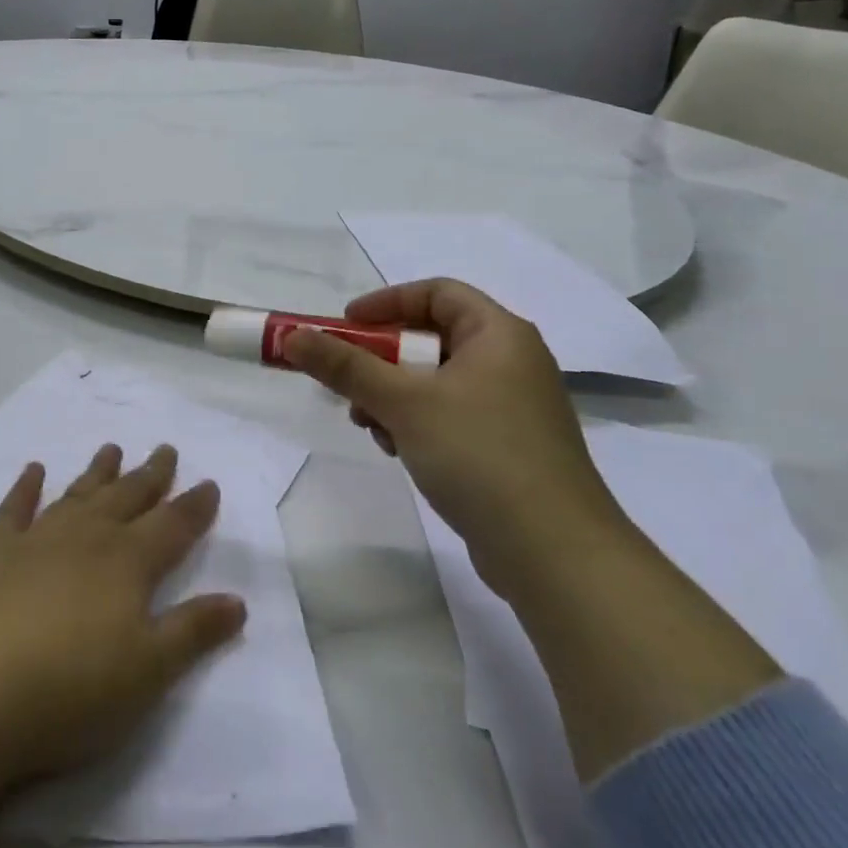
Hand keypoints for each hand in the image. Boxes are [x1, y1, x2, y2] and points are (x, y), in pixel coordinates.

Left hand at [0, 444, 247, 790]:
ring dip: (97, 472)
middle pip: (126, 498)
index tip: (209, 483)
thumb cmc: (66, 689)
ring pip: (77, 495)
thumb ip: (192, 632)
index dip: (194, 506)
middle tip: (165, 449)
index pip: (172, 526)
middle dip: (150, 475)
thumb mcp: (146, 673)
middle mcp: (85, 538)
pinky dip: (25, 487)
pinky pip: (13, 509)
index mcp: (127, 563)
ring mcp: (34, 539)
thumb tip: (237, 600)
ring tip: (112, 448)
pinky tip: (32, 470)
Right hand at [284, 280, 632, 594]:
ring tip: (368, 425)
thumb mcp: (403, 403)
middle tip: (347, 382)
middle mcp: (512, 362)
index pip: (436, 293)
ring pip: (437, 382)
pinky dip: (418, 423)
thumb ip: (345, 366)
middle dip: (382, 359)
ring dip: (394, 396)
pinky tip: (398, 450)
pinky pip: (451, 416)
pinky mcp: (509, 448)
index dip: (386, 303)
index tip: (344, 326)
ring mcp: (513, 408)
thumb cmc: (479, 455)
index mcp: (499, 334)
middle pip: (432, 338)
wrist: (555, 554)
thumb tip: (292, 336)